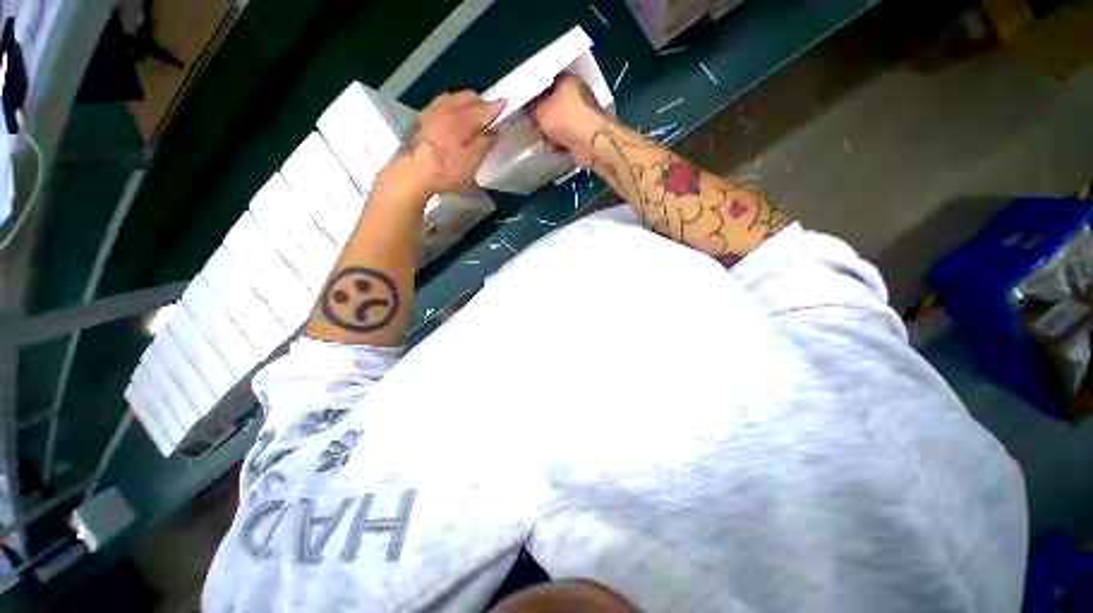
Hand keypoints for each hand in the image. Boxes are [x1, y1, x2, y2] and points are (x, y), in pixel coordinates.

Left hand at [393, 91, 505, 194]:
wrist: (410, 174)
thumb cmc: (445, 169)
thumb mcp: (471, 161)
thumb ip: (485, 144)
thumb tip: (495, 131)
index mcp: (461, 118)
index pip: (484, 108)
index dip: (496, 106)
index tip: (506, 104)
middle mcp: (446, 108)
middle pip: (467, 96)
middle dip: (480, 102)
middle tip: (489, 114)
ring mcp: (430, 111)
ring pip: (452, 98)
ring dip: (464, 103)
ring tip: (471, 116)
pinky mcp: (420, 119)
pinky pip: (440, 105)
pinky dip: (451, 108)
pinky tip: (451, 120)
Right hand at [527, 74, 607, 168]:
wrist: (593, 143)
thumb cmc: (567, 120)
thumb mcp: (541, 110)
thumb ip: (531, 106)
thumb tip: (528, 105)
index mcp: (567, 81)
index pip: (546, 82)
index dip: (534, 94)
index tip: (526, 106)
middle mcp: (576, 95)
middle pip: (551, 106)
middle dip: (542, 120)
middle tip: (537, 126)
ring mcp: (581, 115)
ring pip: (557, 124)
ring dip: (550, 135)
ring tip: (549, 142)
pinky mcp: (583, 133)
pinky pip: (565, 137)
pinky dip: (560, 143)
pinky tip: (557, 148)